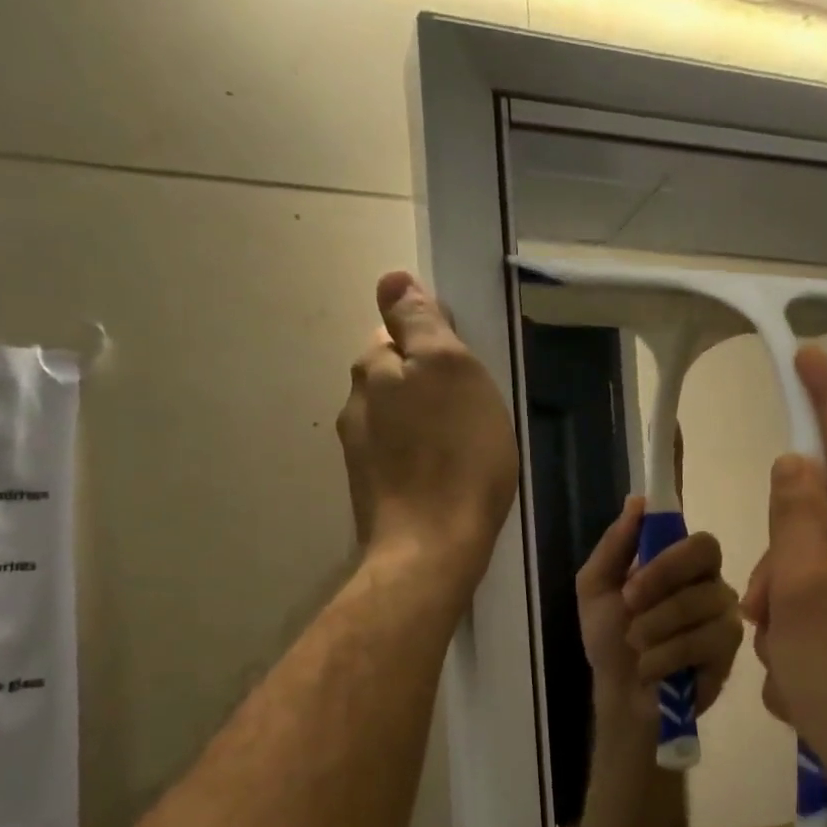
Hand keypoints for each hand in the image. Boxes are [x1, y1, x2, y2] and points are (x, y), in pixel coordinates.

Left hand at [336, 272, 517, 593]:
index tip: (465, 366)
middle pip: (392, 376)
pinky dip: (419, 456)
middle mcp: (356, 405)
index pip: (395, 331)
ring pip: (395, 418)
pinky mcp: (372, 491)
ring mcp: (359, 453)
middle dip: (425, 381)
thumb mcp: (451, 370)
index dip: (431, 341)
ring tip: (462, 443)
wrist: (432, 547)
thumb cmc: (457, 454)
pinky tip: (444, 475)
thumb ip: (421, 323)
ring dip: (422, 421)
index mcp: (374, 369)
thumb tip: (391, 279)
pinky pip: (399, 456)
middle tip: (471, 405)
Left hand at [577, 498, 742, 729]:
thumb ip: (615, 544)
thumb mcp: (596, 587)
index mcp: (682, 564)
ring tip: (636, 645)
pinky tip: (652, 668)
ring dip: (655, 626)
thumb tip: (637, 501)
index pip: (697, 538)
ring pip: (700, 602)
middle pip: (706, 555)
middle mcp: (710, 583)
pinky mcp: (730, 652)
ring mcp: (725, 617)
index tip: (631, 579)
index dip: (667, 553)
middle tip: (629, 607)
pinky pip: (704, 641)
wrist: (620, 696)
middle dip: (660, 582)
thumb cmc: (610, 639)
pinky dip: (666, 655)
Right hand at [742, 348, 826, 798]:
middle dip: (783, 560)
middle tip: (764, 611)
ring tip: (785, 659)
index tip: (808, 356)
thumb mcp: (805, 591)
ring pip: (816, 570)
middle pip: (825, 521)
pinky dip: (802, 637)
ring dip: (786, 607)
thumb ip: (797, 516)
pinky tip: (802, 680)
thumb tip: (797, 464)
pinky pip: (826, 609)